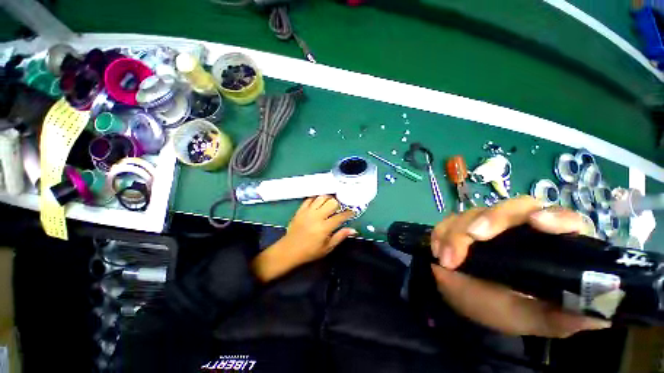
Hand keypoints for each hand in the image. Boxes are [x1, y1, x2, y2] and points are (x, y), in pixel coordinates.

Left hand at [252, 196, 355, 281]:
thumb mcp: (327, 248)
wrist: (289, 250)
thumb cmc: (310, 251)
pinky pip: (310, 199)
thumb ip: (340, 236)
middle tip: (341, 207)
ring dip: (329, 198)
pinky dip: (316, 198)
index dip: (348, 213)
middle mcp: (317, 216)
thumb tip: (353, 230)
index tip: (352, 211)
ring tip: (331, 202)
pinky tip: (319, 201)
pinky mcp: (300, 210)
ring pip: (321, 198)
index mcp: (325, 227)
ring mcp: (308, 211)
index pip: (340, 216)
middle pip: (332, 202)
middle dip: (339, 203)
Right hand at [429, 196, 611, 337]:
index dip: (555, 217)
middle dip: (490, 219)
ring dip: (456, 231)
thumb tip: (598, 315)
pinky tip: (438, 249)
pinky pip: (450, 220)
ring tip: (446, 259)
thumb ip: (563, 318)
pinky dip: (442, 232)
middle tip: (471, 237)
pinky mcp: (463, 226)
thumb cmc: (509, 311)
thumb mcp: (535, 319)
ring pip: (475, 212)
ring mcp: (489, 225)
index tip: (537, 224)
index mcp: (551, 247)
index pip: (565, 220)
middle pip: (513, 207)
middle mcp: (521, 229)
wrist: (469, 302)